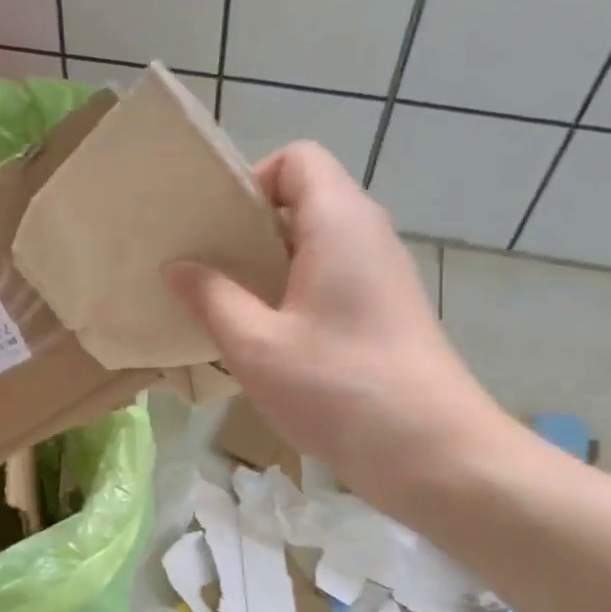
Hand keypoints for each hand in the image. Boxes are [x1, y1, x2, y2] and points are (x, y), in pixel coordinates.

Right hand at [168, 142, 519, 517]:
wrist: (433, 452)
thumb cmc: (338, 388)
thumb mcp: (256, 345)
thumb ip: (211, 297)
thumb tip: (177, 265)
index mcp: (339, 222)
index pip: (297, 159)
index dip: (251, 181)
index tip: (218, 230)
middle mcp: (368, 234)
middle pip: (304, 199)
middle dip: (250, 228)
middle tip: (208, 269)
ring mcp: (383, 274)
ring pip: (317, 243)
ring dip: (270, 266)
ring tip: (230, 306)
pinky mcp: (388, 310)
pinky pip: (333, 278)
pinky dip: (296, 292)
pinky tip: (270, 339)